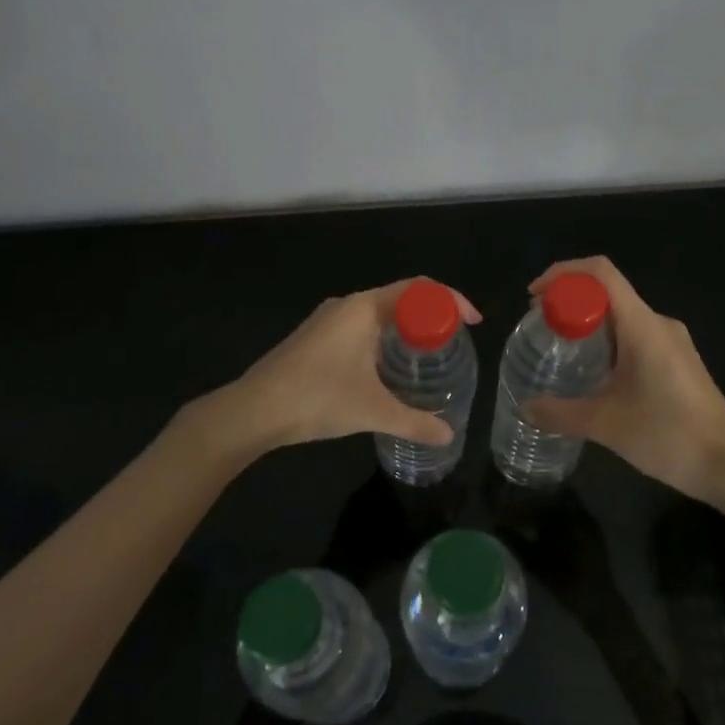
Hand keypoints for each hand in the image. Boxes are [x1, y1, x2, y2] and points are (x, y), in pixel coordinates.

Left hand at [196, 279, 482, 460]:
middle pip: (401, 298)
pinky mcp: (314, 338)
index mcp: (364, 308)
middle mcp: (347, 305)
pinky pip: (360, 327)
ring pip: (378, 314)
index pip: (419, 289)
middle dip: (431, 316)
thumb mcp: (373, 411)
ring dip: (405, 329)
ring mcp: (327, 321)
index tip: (472, 322)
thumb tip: (448, 435)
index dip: (451, 300)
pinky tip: (386, 370)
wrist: (252, 410)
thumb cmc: (317, 398)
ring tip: (427, 357)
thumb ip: (414, 422)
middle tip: (453, 343)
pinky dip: (383, 339)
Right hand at [524, 257, 724, 499]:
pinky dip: (608, 341)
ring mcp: (673, 342)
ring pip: (622, 316)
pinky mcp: (679, 361)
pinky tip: (595, 373)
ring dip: (589, 323)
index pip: (601, 273)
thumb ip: (560, 413)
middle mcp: (659, 323)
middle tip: (541, 325)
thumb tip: (525, 407)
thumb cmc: (667, 435)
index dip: (564, 273)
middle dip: (570, 301)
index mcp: (642, 326)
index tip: (535, 296)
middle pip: (608, 292)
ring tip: (561, 349)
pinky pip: (636, 335)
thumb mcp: (604, 425)